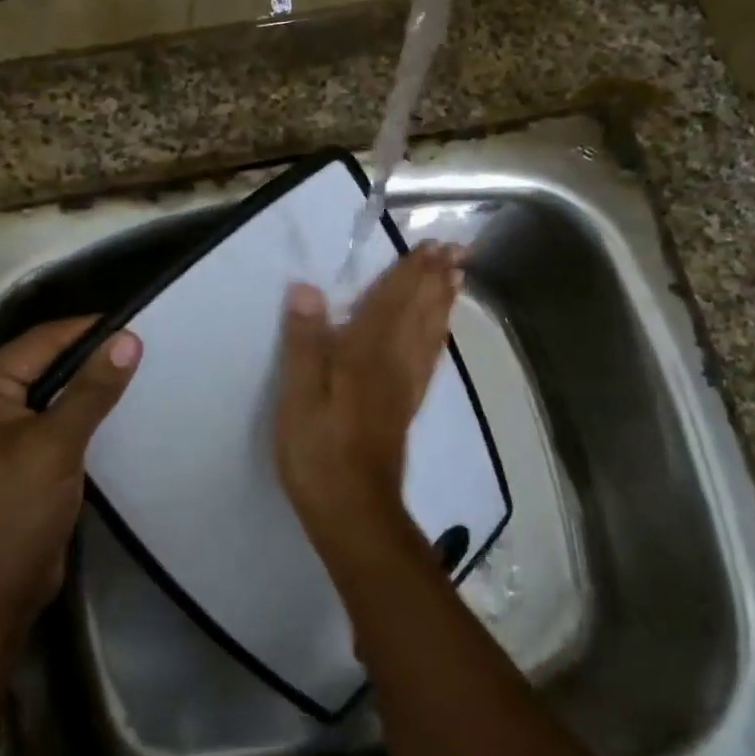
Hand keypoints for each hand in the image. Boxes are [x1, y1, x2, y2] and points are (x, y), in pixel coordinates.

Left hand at [0, 319, 141, 630]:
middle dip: (92, 358)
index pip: (41, 341)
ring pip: (53, 394)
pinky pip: (55, 422)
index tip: (140, 324)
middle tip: (147, 350)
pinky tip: (119, 414)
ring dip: (91, 387)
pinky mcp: (18, 460)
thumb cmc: (12, 512)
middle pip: (46, 364)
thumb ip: (92, 390)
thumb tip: (128, 338)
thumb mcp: (56, 444)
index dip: (89, 331)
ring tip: (141, 375)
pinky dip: (84, 415)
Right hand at [275, 243, 462, 562]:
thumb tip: (308, 289)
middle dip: (435, 279)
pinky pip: (429, 359)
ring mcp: (405, 385)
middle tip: (456, 250)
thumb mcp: (298, 396)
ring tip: (456, 278)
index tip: (433, 244)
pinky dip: (438, 336)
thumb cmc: (319, 451)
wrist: (354, 510)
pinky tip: (440, 333)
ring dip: (442, 302)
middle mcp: (394, 361)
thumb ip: (305, 342)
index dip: (412, 271)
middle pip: (419, 312)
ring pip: (430, 333)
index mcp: (366, 353)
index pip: (392, 301)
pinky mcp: (406, 406)